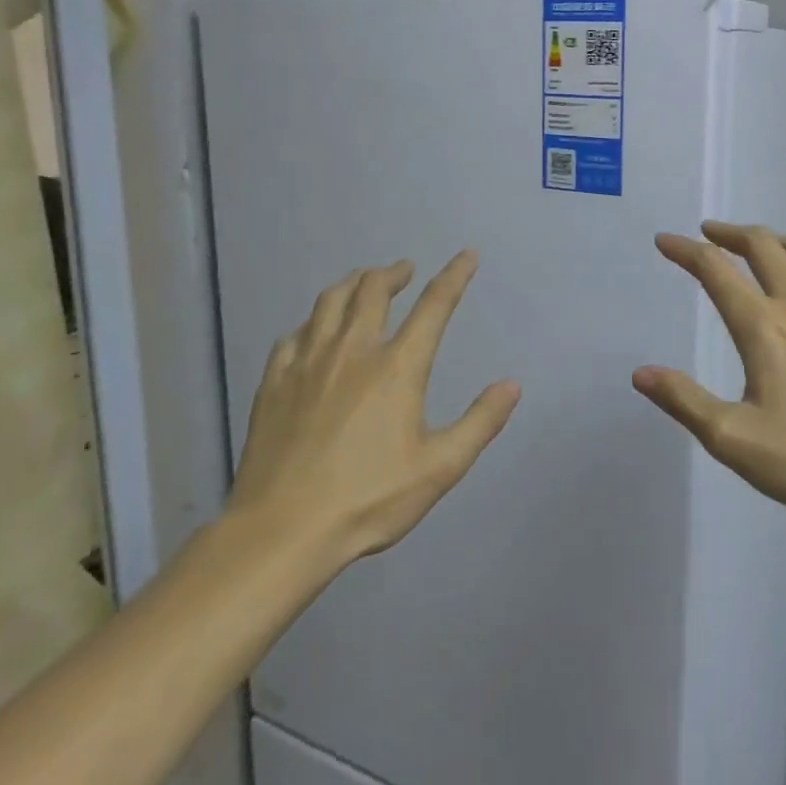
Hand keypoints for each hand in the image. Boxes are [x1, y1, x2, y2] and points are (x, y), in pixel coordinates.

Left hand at [227, 252, 520, 569]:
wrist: (283, 529)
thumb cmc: (369, 498)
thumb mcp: (440, 468)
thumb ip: (480, 422)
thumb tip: (511, 384)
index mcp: (397, 367)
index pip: (434, 306)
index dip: (454, 276)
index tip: (467, 255)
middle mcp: (352, 351)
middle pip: (373, 290)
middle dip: (393, 273)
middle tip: (404, 270)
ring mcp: (307, 362)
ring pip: (330, 301)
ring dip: (352, 283)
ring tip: (363, 282)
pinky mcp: (274, 381)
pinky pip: (295, 333)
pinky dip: (313, 320)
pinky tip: (314, 329)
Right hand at [633, 222, 785, 530]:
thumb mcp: (734, 440)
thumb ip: (685, 401)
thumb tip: (641, 373)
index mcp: (764, 327)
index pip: (716, 269)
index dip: (686, 251)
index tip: (665, 241)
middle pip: (763, 244)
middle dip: (729, 233)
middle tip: (708, 235)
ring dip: (770, 241)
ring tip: (753, 250)